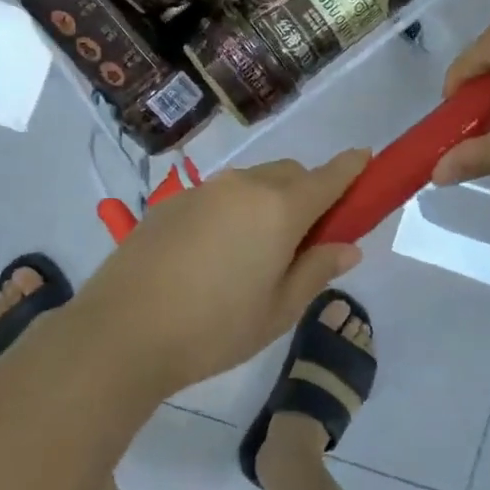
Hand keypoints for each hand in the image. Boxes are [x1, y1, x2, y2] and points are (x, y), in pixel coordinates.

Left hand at [72, 150, 370, 397]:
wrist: (124, 328)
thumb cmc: (214, 328)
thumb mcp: (278, 310)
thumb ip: (316, 270)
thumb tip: (348, 246)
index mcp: (279, 208)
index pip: (328, 176)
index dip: (351, 168)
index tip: (366, 161)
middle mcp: (244, 185)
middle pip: (289, 174)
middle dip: (308, 193)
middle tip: (306, 240)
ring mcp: (204, 189)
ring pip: (252, 182)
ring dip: (269, 201)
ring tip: (256, 254)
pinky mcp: (173, 201)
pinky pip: (220, 195)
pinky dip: (234, 210)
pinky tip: (215, 255)